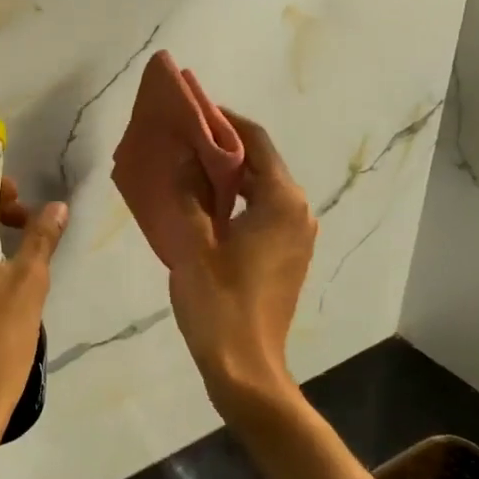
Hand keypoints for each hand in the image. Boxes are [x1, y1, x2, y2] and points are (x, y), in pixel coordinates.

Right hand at [164, 111, 316, 409]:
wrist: (246, 368)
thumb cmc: (219, 303)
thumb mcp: (193, 244)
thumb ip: (187, 194)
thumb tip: (179, 158)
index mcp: (281, 201)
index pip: (255, 141)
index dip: (224, 121)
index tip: (192, 110)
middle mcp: (298, 211)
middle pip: (261, 163)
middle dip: (223, 148)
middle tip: (182, 140)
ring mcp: (297, 236)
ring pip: (261, 190)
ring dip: (228, 177)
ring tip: (187, 169)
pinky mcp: (288, 257)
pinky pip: (262, 214)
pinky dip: (236, 202)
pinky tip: (203, 208)